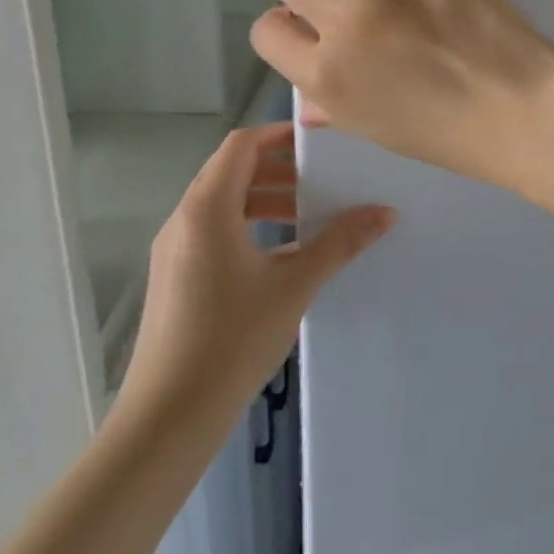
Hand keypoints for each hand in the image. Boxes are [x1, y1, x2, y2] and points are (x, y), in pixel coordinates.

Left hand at [117, 124, 393, 420]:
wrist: (167, 419)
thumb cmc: (232, 338)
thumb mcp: (296, 284)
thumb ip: (340, 242)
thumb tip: (386, 212)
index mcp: (207, 209)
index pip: (240, 145)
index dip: (278, 134)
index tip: (318, 143)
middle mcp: (184, 221)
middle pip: (232, 171)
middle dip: (278, 171)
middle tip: (321, 183)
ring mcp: (175, 251)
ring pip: (223, 203)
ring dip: (265, 200)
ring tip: (307, 219)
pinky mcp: (175, 278)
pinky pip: (214, 231)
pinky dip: (249, 227)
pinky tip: (282, 256)